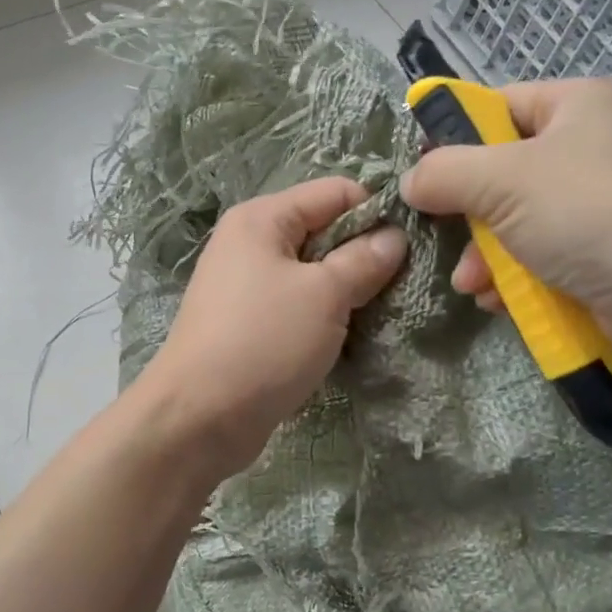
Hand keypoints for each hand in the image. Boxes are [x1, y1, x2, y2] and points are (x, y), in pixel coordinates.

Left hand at [138, 177, 406, 477]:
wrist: (198, 418)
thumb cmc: (263, 342)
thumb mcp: (324, 295)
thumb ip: (364, 260)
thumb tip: (395, 237)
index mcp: (262, 219)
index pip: (335, 193)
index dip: (377, 213)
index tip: (413, 247)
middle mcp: (249, 244)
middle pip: (324, 232)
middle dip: (364, 256)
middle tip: (402, 287)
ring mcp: (246, 288)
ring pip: (313, 275)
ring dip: (347, 292)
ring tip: (381, 315)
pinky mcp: (249, 326)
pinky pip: (298, 308)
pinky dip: (324, 318)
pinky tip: (349, 338)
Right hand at [399, 77, 611, 333]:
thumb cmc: (589, 215)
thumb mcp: (503, 181)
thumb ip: (444, 173)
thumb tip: (410, 181)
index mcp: (575, 105)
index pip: (496, 107)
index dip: (453, 140)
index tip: (422, 178)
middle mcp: (589, 145)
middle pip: (501, 171)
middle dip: (468, 215)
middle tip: (442, 239)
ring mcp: (598, 201)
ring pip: (515, 220)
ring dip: (485, 255)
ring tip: (472, 284)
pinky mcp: (601, 250)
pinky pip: (540, 253)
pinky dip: (515, 276)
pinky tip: (499, 300)